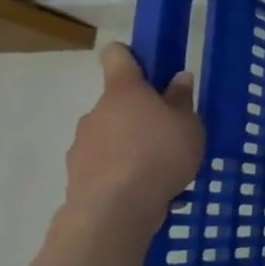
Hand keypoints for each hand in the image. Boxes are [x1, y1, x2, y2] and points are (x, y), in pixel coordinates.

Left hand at [60, 42, 204, 243]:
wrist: (114, 210)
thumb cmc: (160, 155)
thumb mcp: (188, 125)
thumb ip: (182, 101)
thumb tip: (179, 78)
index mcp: (124, 92)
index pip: (117, 58)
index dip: (128, 55)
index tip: (143, 62)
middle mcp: (96, 112)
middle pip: (117, 102)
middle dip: (138, 113)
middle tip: (167, 131)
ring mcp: (81, 144)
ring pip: (108, 134)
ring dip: (128, 143)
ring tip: (157, 166)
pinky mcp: (76, 175)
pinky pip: (103, 163)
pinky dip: (119, 169)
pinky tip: (141, 187)